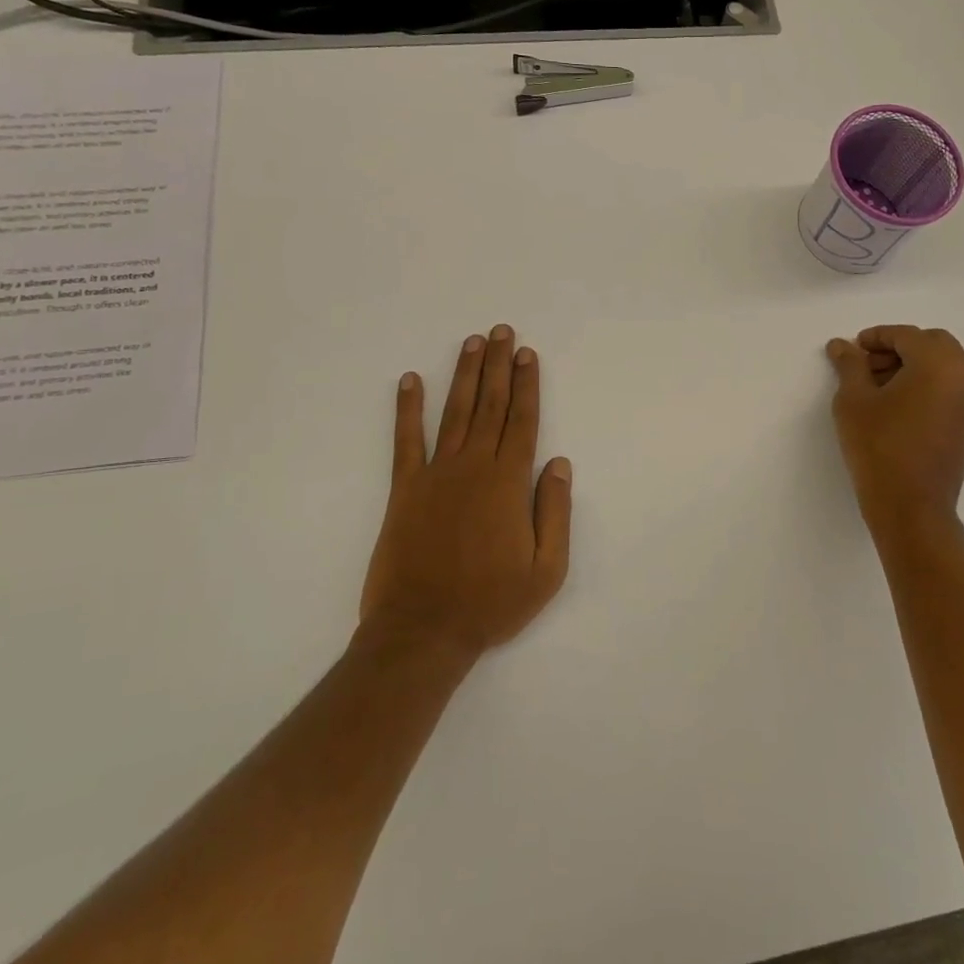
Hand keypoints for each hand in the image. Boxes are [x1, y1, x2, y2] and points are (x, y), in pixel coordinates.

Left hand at [360, 325, 572, 659]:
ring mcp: (435, 475)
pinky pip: (406, 440)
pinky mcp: (404, 489)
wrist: (423, 631)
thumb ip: (555, 512)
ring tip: (472, 343)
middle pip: (491, 405)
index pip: (522, 421)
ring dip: (464, 375)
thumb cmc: (491, 603)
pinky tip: (410, 380)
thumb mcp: (547, 570)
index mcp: (508, 483)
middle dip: (498, 366)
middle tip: (502, 331)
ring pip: (455, 412)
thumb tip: (559, 463)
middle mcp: (473, 467)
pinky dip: (407, 408)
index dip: (527, 384)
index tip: (527, 354)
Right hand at [826, 325, 963, 534]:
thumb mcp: (853, 401)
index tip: (853, 349)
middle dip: (899, 348)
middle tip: (867, 365)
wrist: (911, 508)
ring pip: (945, 367)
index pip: (907, 335)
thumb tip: (842, 345)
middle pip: (933, 344)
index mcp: (939, 365)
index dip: (877, 337)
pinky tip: (898, 406)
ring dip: (914, 366)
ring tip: (878, 387)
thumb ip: (850, 365)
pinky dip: (928, 386)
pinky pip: (951, 390)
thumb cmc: (879, 447)